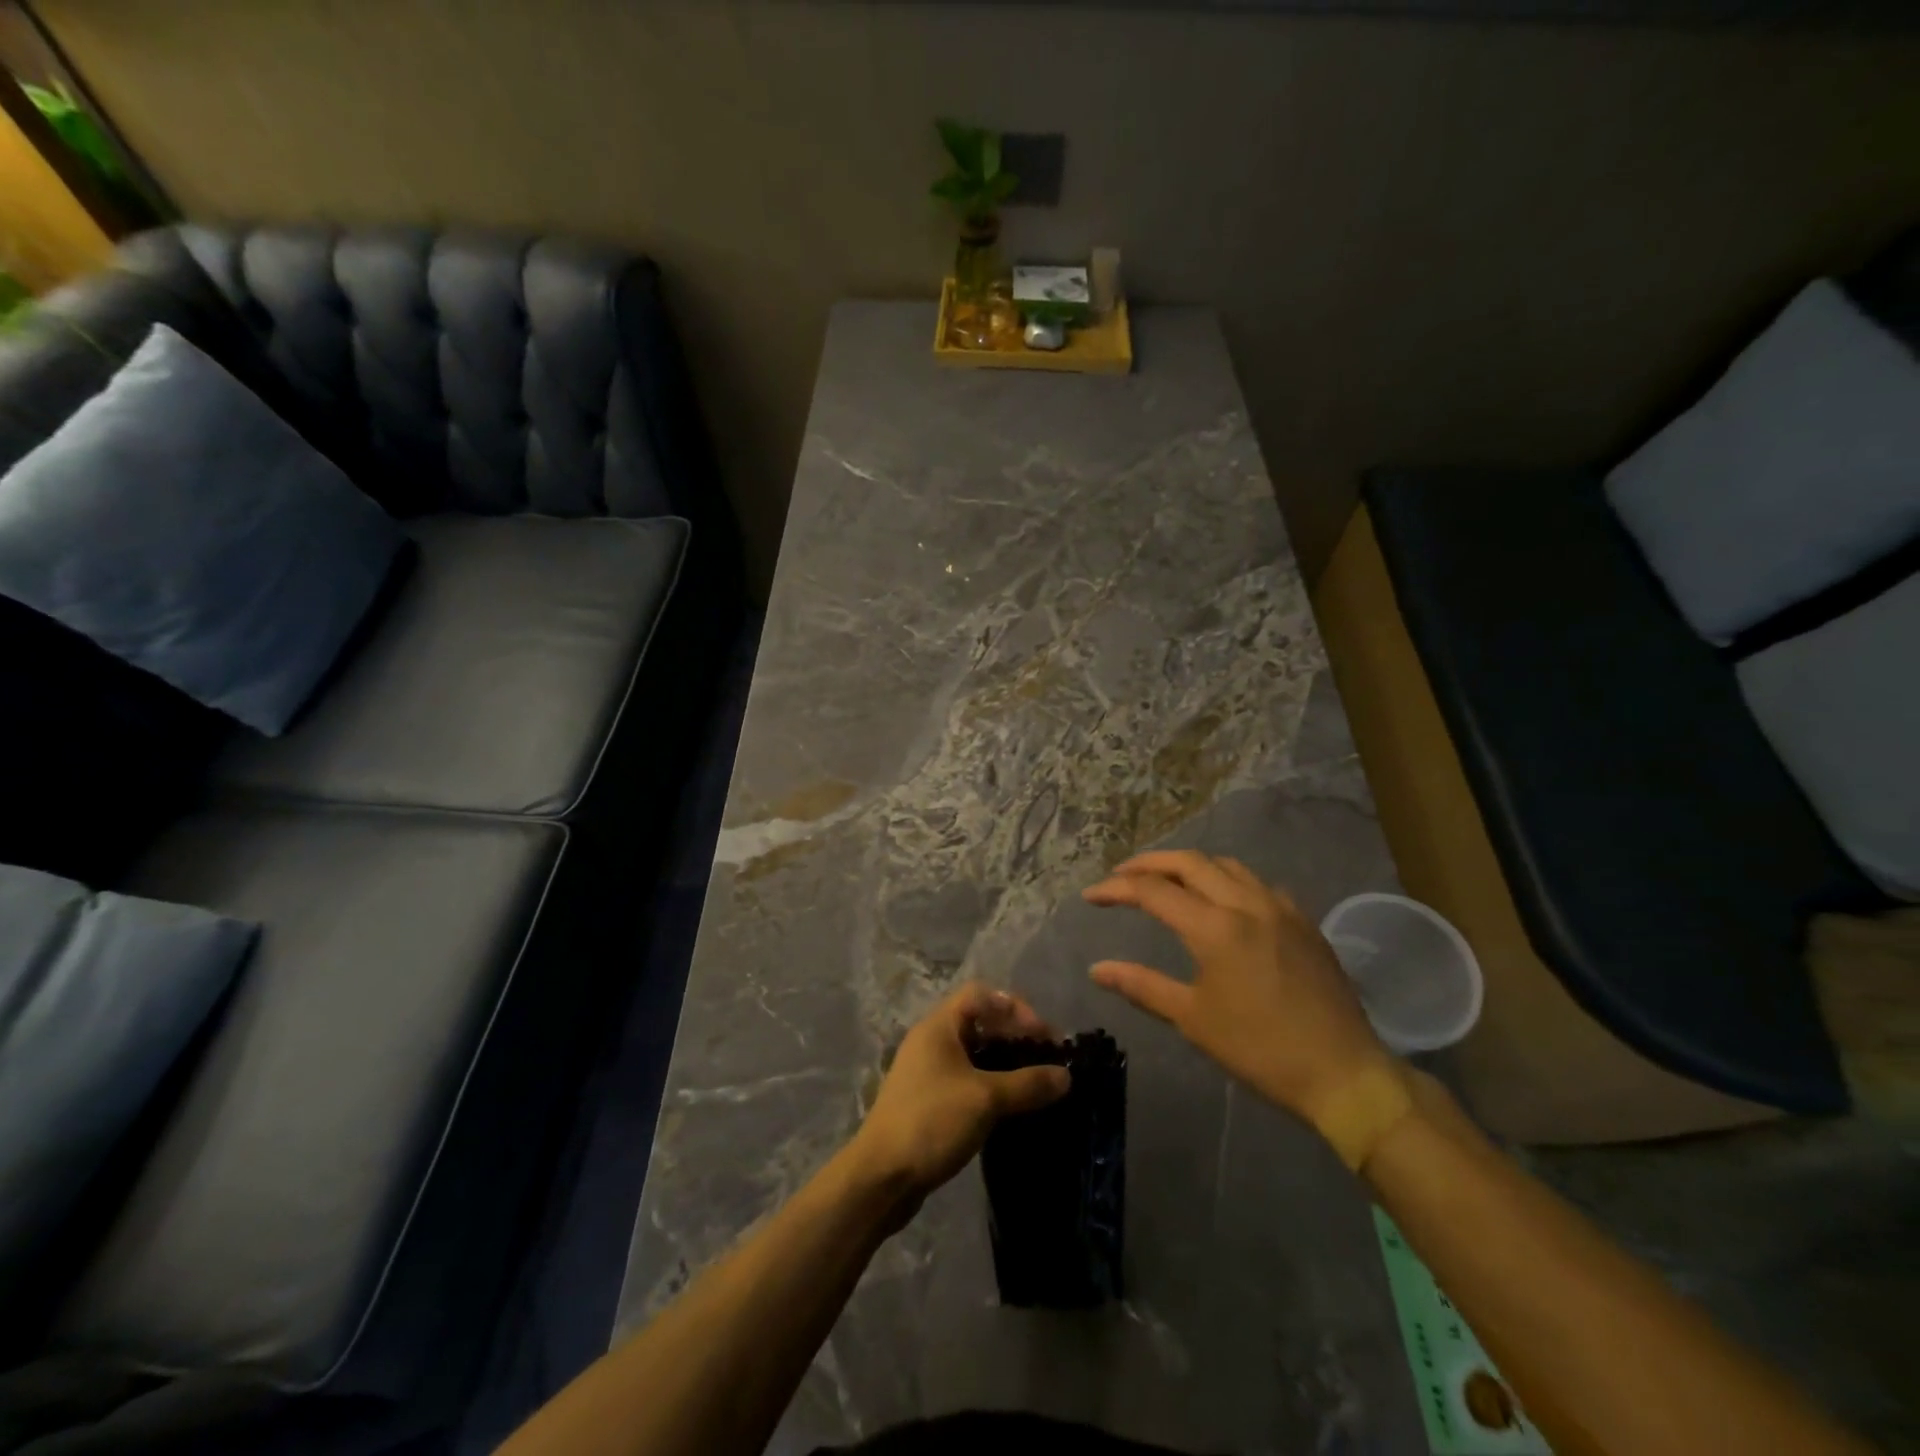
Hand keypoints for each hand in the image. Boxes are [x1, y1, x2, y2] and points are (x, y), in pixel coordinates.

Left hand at [847, 983, 1070, 1208]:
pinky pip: (967, 1080)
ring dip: (1005, 1063)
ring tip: (1036, 1084)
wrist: (880, 1177)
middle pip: (979, 1022)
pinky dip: (991, 1085)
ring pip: (974, 1054)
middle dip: (1015, 1035)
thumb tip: (1066, 1076)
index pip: (982, 995)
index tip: (1043, 1037)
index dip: (1015, 1008)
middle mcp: (931, 1041)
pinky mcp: (928, 1101)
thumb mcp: (985, 1099)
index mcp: (939, 1026)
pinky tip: (1011, 1107)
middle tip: (1047, 1060)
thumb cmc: (932, 1122)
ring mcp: (927, 1072)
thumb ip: (1027, 1084)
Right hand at [1083, 851, 1389, 1122]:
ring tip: (1166, 880)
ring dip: (1189, 866)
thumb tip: (1097, 969)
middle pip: (1189, 862)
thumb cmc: (1260, 1049)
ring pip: (1226, 865)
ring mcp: (1280, 907)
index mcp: (1215, 927)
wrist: (1343, 1073)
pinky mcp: (1303, 920)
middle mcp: (1246, 903)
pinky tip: (1221, 901)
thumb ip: (1142, 985)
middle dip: (1149, 863)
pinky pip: (1257, 883)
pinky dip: (1226, 880)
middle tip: (1121, 875)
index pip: (1153, 891)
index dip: (1116, 889)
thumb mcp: (1193, 1019)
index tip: (1090, 896)